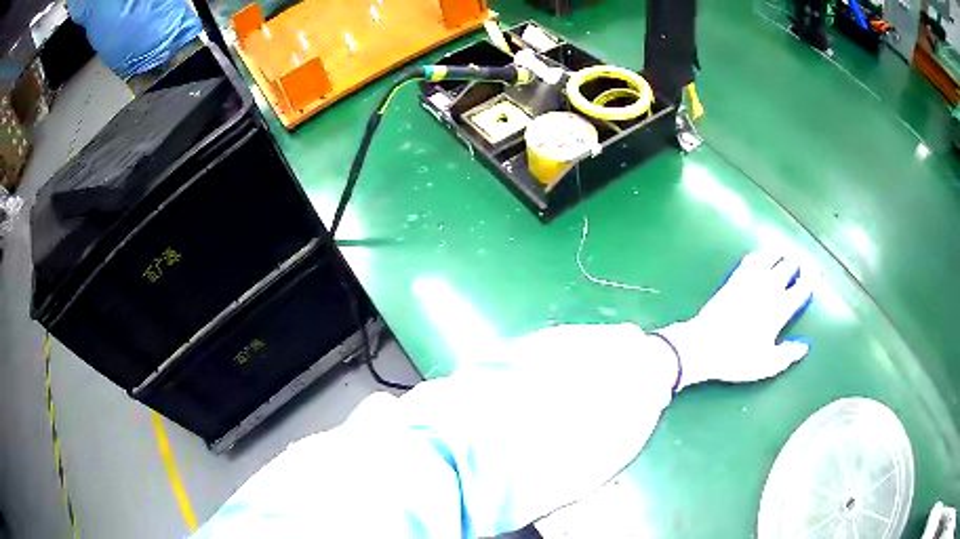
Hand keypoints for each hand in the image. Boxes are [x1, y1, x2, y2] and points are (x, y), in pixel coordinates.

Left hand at [657, 251, 813, 389]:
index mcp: (780, 309)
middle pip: (788, 267)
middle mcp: (768, 289)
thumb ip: (788, 355)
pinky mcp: (734, 279)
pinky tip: (761, 258)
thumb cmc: (737, 358)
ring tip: (784, 258)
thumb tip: (805, 346)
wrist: (702, 345)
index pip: (801, 288)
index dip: (809, 282)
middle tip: (799, 267)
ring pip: (770, 259)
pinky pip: (750, 260)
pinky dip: (759, 256)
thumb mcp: (766, 365)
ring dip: (779, 257)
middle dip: (795, 266)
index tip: (814, 279)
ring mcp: (750, 281)